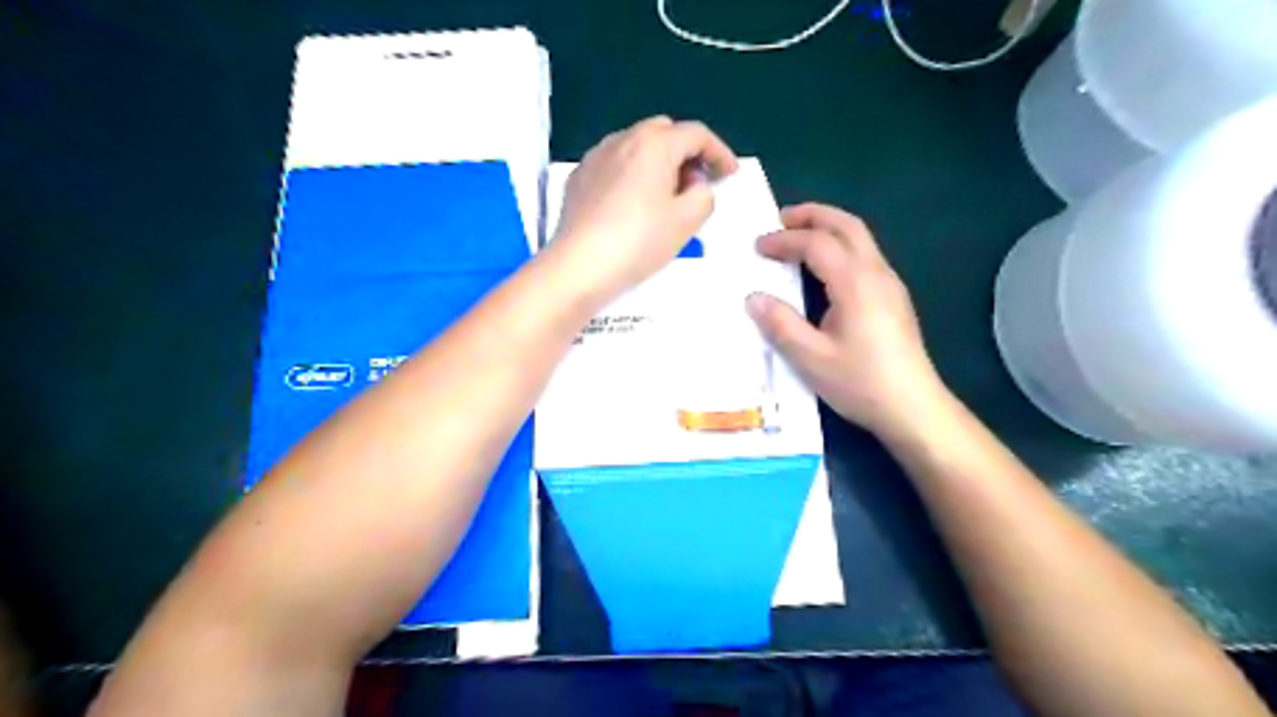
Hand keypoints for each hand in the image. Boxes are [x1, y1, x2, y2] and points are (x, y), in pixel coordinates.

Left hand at [547, 115, 737, 300]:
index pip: (696, 134)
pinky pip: (614, 164)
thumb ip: (704, 195)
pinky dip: (632, 173)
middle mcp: (622, 139)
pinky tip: (633, 203)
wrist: (580, 266)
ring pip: (636, 145)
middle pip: (664, 132)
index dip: (719, 152)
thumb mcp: (687, 221)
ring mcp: (595, 157)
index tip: (729, 174)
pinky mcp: (579, 178)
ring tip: (665, 194)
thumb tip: (693, 184)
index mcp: (654, 144)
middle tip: (697, 183)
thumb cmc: (639, 242)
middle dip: (686, 152)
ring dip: (658, 161)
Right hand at [752, 202, 946, 436]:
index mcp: (855, 283)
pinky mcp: (894, 298)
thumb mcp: (811, 358)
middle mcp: (877, 273)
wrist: (914, 408)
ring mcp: (890, 284)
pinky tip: (825, 268)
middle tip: (781, 219)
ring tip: (799, 237)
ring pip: (860, 238)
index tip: (758, 247)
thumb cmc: (861, 383)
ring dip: (829, 228)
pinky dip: (840, 246)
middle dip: (813, 215)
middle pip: (847, 225)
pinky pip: (866, 255)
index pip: (817, 243)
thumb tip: (753, 297)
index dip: (785, 240)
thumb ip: (781, 324)